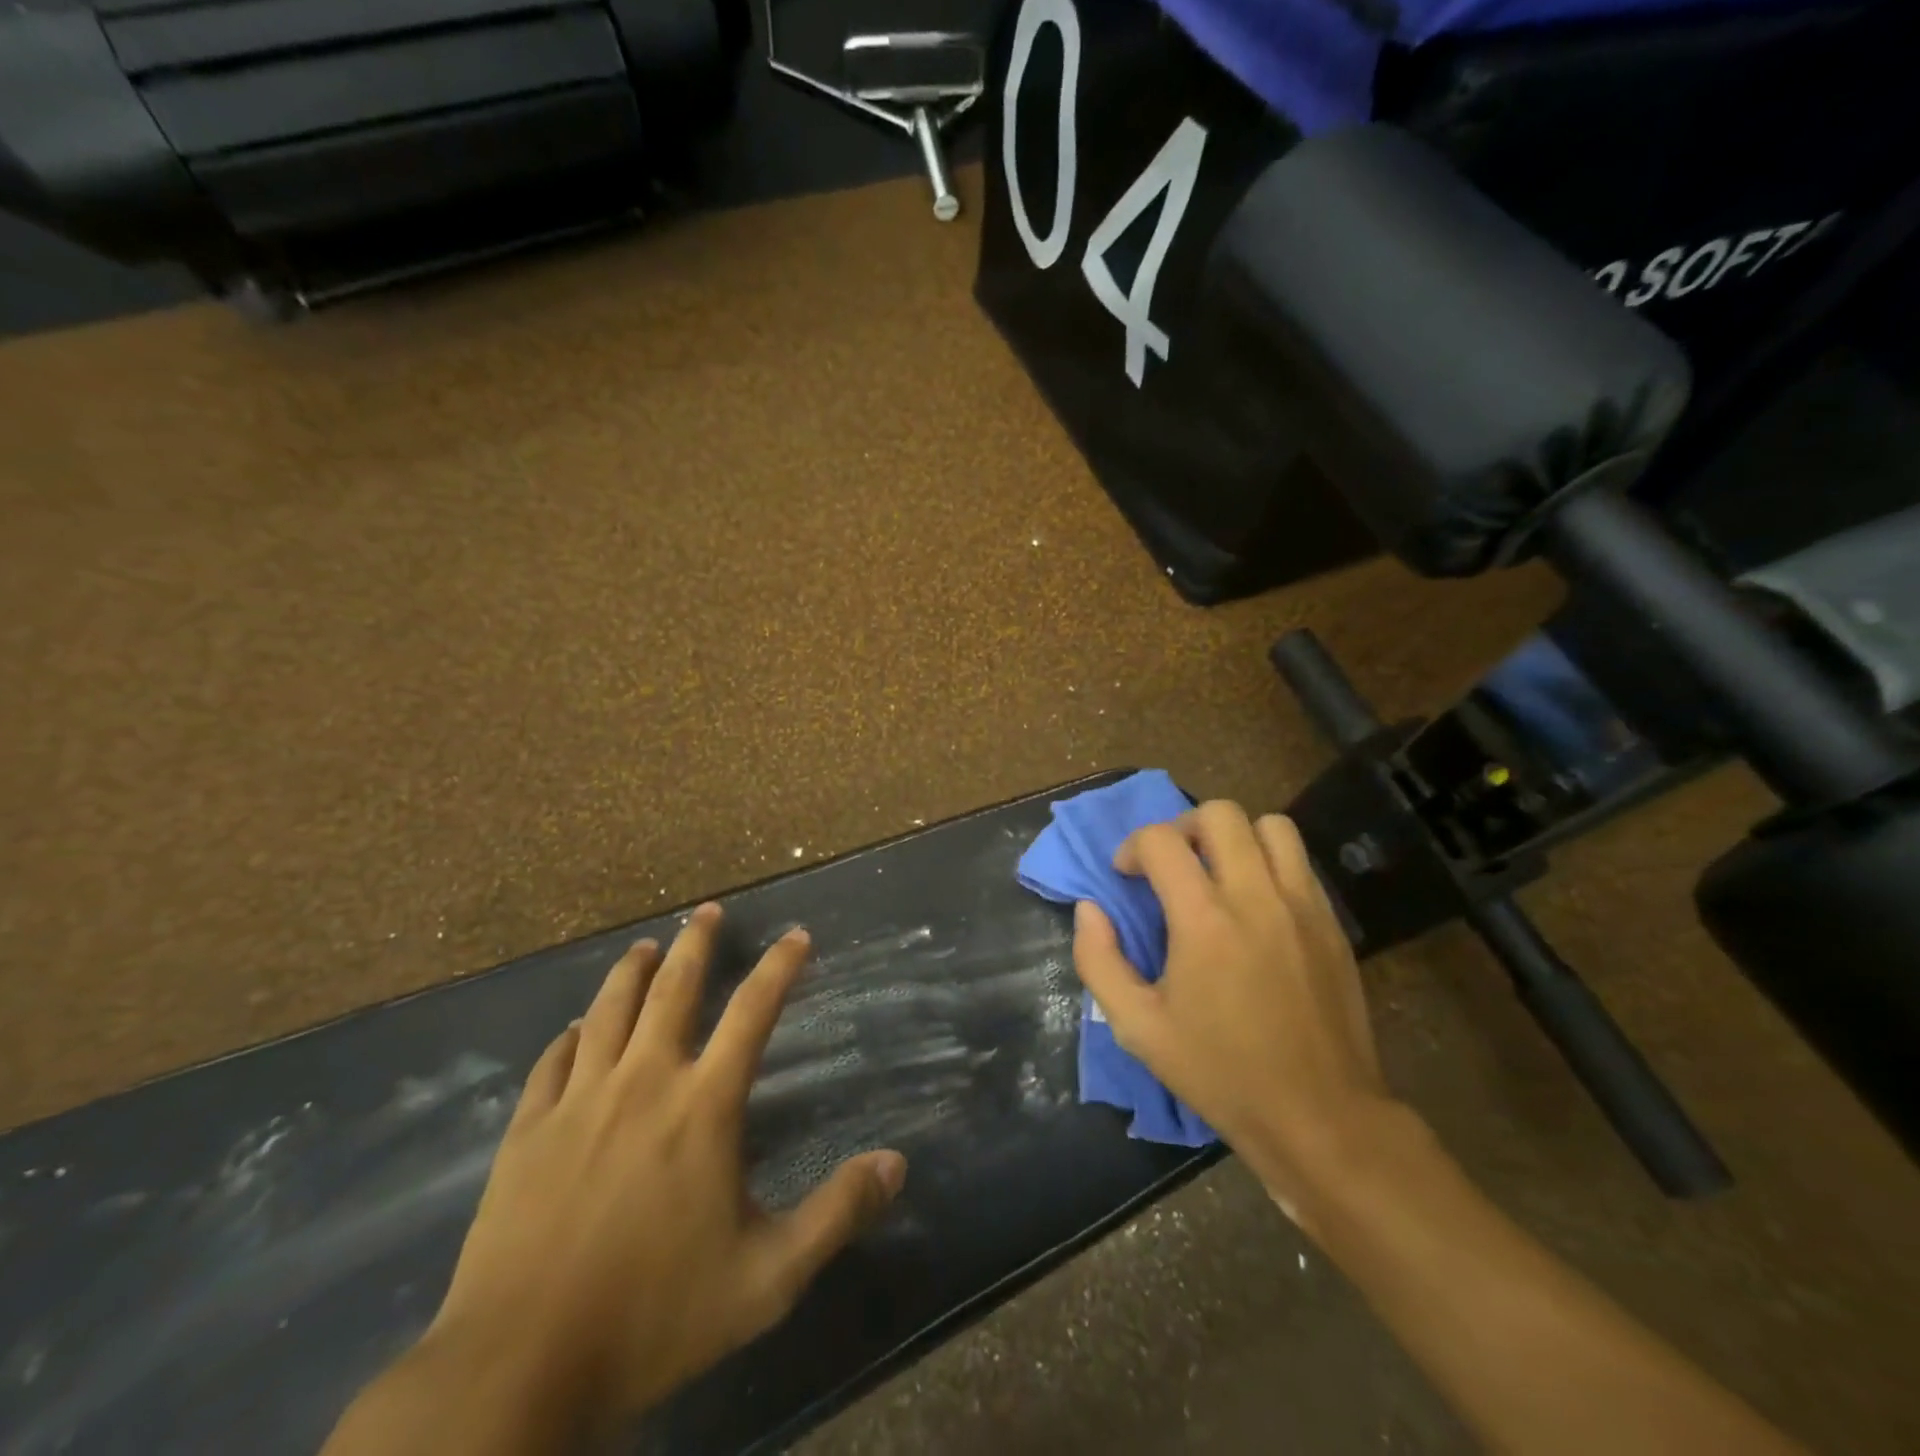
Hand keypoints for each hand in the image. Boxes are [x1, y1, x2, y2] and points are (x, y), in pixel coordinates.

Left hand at [428, 904, 906, 1427]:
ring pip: (608, 1011)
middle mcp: (643, 1082)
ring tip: (646, 946)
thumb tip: (897, 1164)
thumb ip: (836, 1214)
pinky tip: (574, 1029)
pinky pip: (551, 1063)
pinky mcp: (527, 1132)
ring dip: (632, 971)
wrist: (519, 1369)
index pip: (753, 1011)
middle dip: (696, 943)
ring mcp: (578, 1101)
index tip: (796, 934)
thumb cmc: (654, 1315)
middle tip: (707, 910)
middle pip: (674, 989)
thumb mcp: (767, 1278)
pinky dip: (569, 1036)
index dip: (780, 966)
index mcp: (703, 1105)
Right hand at [1071, 801, 1394, 1221]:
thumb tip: (1089, 909)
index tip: (1127, 875)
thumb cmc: (1220, 1073)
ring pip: (1270, 825)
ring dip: (1234, 836)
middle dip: (1182, 828)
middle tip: (1171, 867)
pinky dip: (1269, 862)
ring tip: (1218, 873)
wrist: (1320, 1117)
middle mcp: (1256, 897)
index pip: (1161, 841)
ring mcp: (1302, 905)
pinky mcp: (1331, 922)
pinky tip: (1255, 903)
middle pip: (1219, 814)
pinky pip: (1299, 861)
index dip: (1133, 847)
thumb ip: (1099, 961)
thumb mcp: (1137, 1028)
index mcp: (1204, 921)